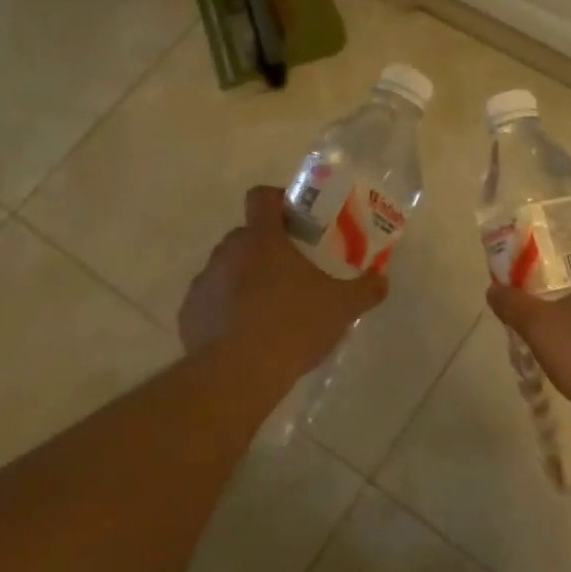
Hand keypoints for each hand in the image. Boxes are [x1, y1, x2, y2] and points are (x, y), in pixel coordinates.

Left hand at [180, 186, 386, 384]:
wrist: (238, 374)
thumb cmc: (293, 326)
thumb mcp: (341, 308)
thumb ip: (365, 290)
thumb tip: (381, 280)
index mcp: (261, 238)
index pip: (261, 197)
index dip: (278, 200)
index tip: (297, 220)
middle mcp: (226, 252)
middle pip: (247, 236)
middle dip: (268, 248)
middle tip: (294, 273)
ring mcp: (203, 282)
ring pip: (227, 269)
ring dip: (246, 280)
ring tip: (270, 310)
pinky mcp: (189, 314)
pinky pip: (211, 302)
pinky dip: (226, 311)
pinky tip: (245, 336)